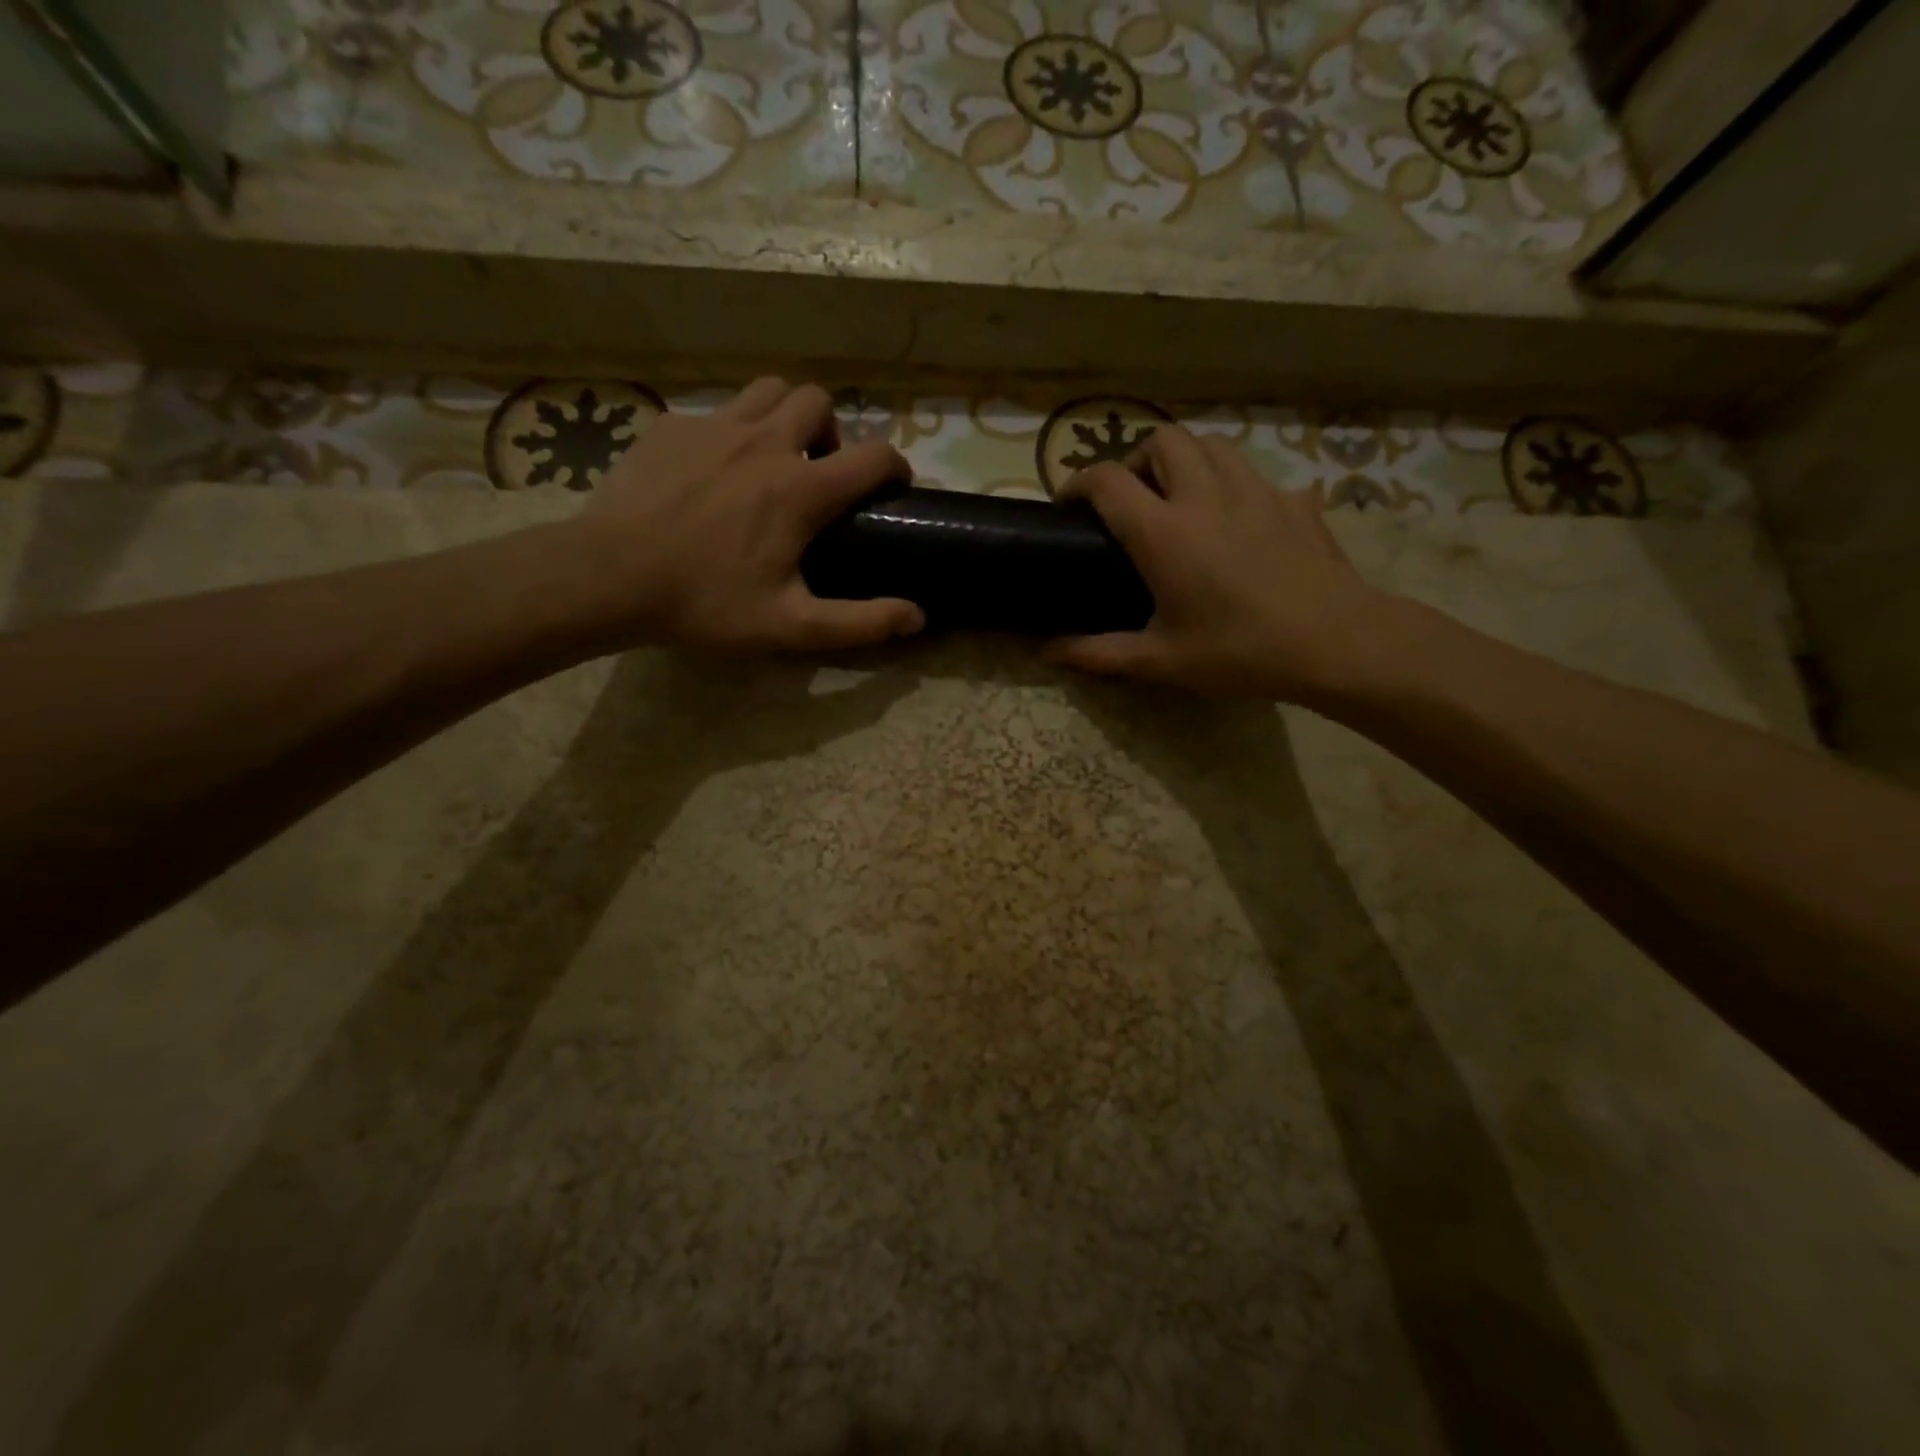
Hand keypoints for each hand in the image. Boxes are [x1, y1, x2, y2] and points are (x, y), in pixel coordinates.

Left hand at [579, 378, 923, 651]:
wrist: (608, 576)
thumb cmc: (705, 603)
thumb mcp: (791, 626)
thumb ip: (860, 623)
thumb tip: (917, 617)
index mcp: (800, 489)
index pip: (873, 456)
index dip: (895, 466)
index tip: (894, 486)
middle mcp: (764, 442)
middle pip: (817, 400)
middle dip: (832, 431)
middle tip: (819, 473)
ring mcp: (713, 427)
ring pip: (767, 389)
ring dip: (784, 416)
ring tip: (773, 458)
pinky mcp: (670, 427)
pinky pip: (715, 411)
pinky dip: (730, 432)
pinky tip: (713, 471)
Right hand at [1048, 426, 1391, 702]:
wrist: (1336, 642)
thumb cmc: (1240, 652)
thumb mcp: (1162, 661)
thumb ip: (1099, 653)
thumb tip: (1048, 652)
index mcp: (1165, 532)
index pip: (1107, 480)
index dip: (1078, 483)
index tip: (1069, 504)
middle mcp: (1206, 496)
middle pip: (1162, 439)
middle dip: (1136, 459)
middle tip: (1131, 499)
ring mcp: (1256, 491)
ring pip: (1211, 444)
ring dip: (1185, 460)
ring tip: (1180, 497)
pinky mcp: (1293, 500)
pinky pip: (1254, 474)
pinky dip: (1232, 484)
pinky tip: (1236, 522)